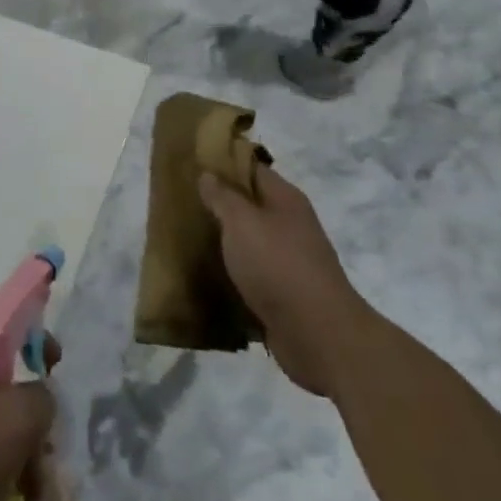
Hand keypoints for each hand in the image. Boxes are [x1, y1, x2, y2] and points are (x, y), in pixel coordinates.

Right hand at [200, 167, 365, 396]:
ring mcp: (289, 262)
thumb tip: (208, 174)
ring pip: (248, 242)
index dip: (222, 163)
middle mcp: (290, 225)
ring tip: (185, 238)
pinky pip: (250, 275)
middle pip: (249, 205)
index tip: (190, 164)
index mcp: (285, 199)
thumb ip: (222, 196)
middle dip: (217, 205)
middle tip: (180, 203)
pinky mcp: (283, 295)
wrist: (319, 336)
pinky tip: (204, 276)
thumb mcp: (242, 222)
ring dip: (223, 242)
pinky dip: (230, 274)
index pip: (250, 168)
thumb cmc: (278, 265)